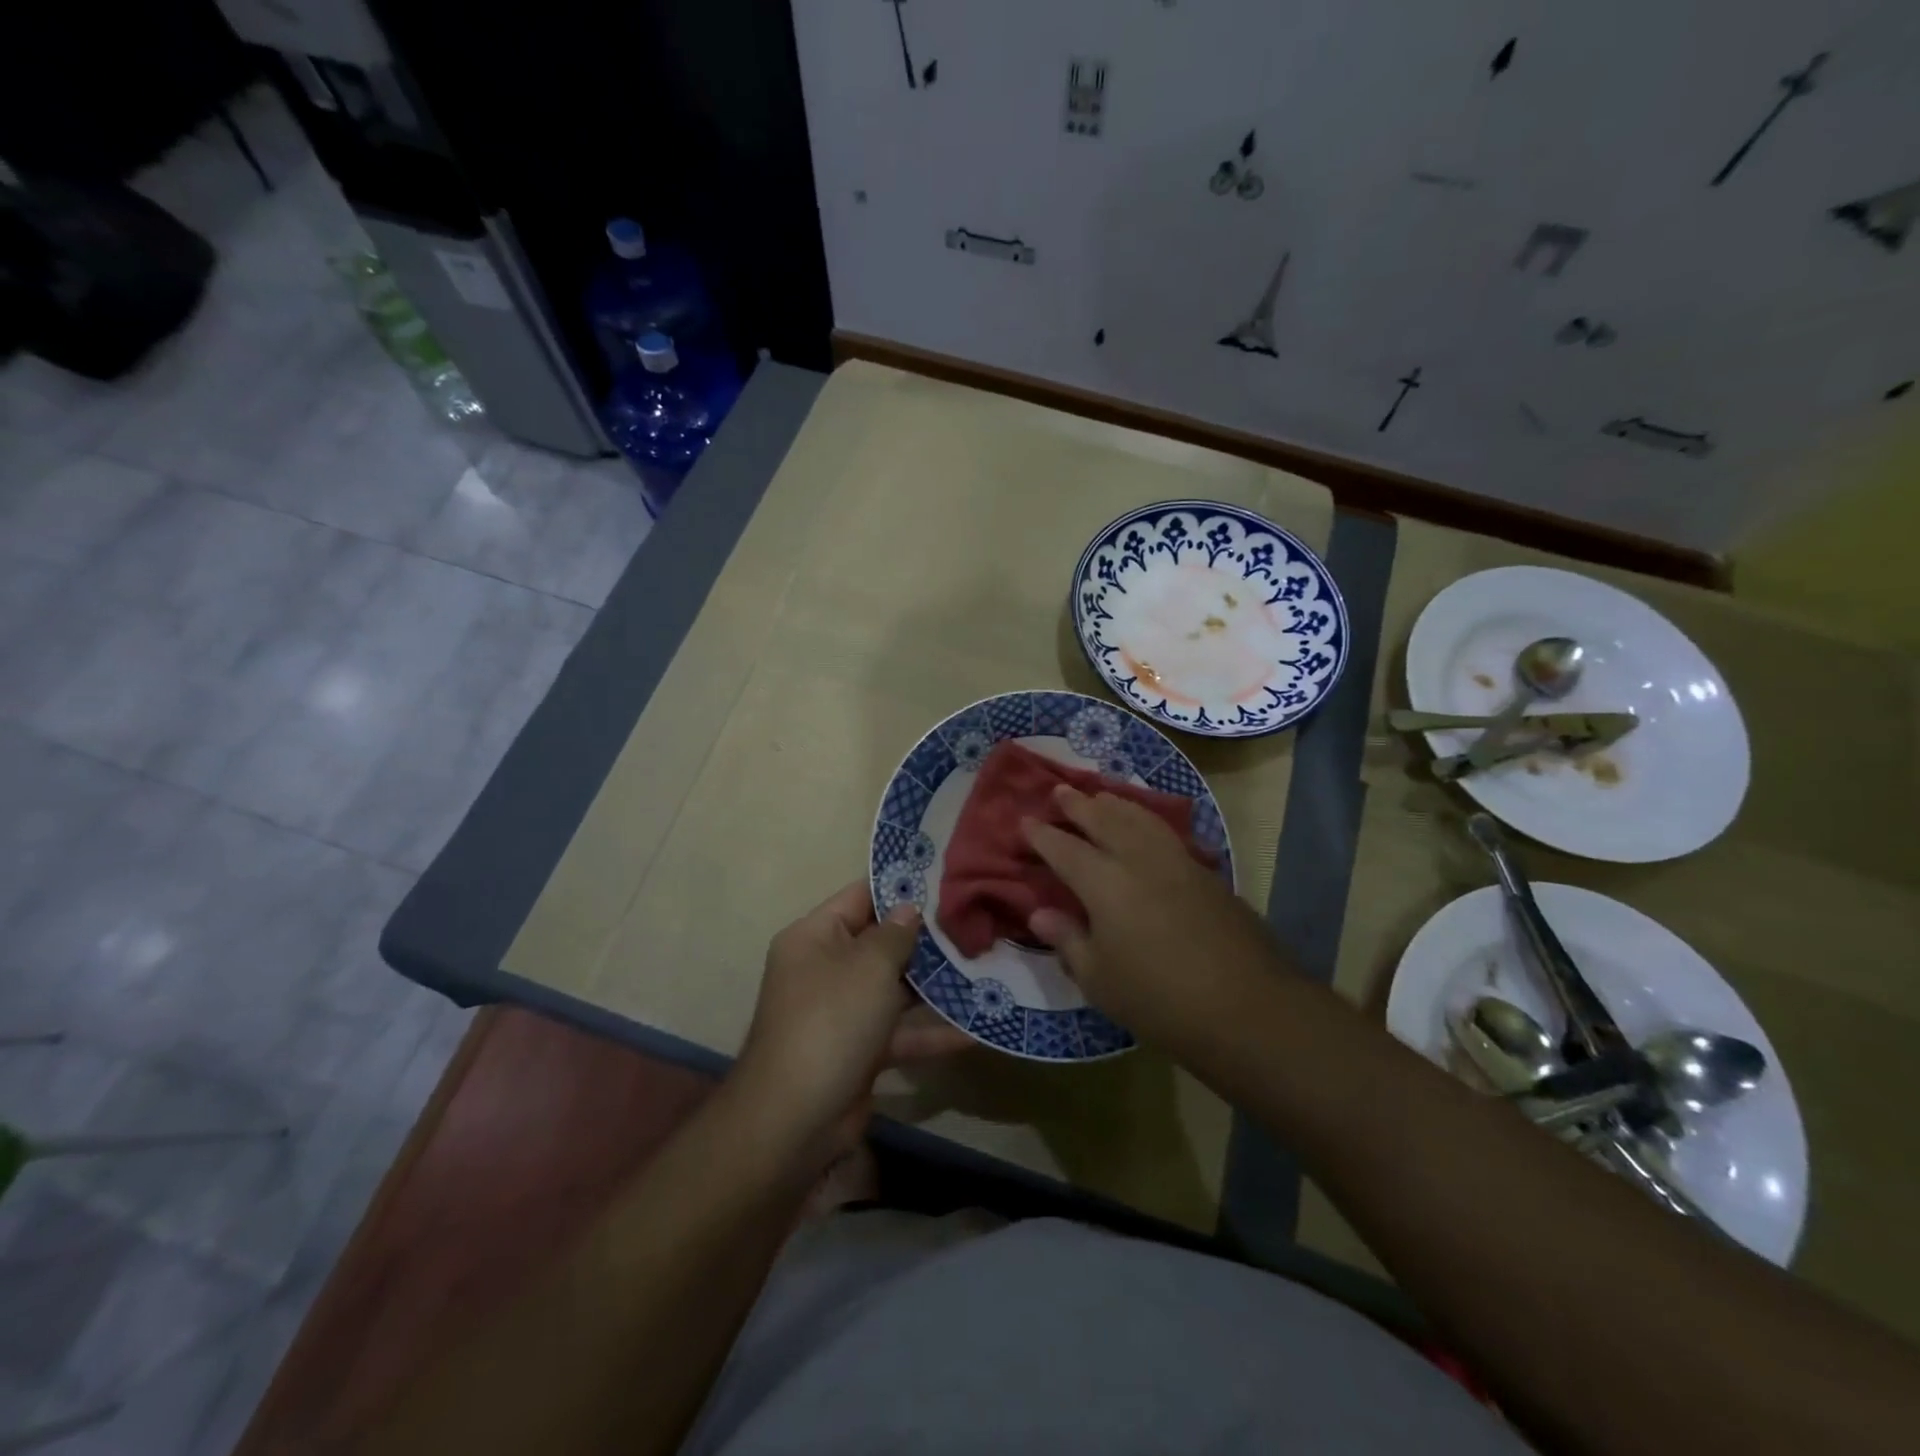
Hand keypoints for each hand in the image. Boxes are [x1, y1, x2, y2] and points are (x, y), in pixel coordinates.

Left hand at [736, 882, 973, 1158]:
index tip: (944, 879)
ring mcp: (843, 1011)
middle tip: (975, 923)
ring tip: (984, 969)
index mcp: (815, 937)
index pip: (860, 896)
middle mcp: (826, 968)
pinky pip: (899, 1031)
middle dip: (926, 938)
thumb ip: (895, 934)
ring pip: (894, 988)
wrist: (795, 1118)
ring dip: (935, 985)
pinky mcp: (859, 1050)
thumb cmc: (832, 1021)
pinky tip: (975, 1031)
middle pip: (881, 942)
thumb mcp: (868, 967)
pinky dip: (930, 1032)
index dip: (899, 887)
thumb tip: (909, 907)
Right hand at [1022, 786, 1285, 1051]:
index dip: (1042, 835)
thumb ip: (1068, 940)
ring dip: (1115, 803)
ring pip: (1140, 818)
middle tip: (1059, 791)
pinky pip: (1165, 832)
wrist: (1247, 1006)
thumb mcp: (1099, 981)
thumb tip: (1040, 913)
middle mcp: (1138, 860)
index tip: (1025, 821)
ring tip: (1101, 796)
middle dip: (1078, 804)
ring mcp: (1177, 862)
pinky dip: (1145, 819)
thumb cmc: (1159, 999)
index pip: (1064, 849)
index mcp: (1104, 883)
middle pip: (1104, 819)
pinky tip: (1145, 827)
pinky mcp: (1206, 873)